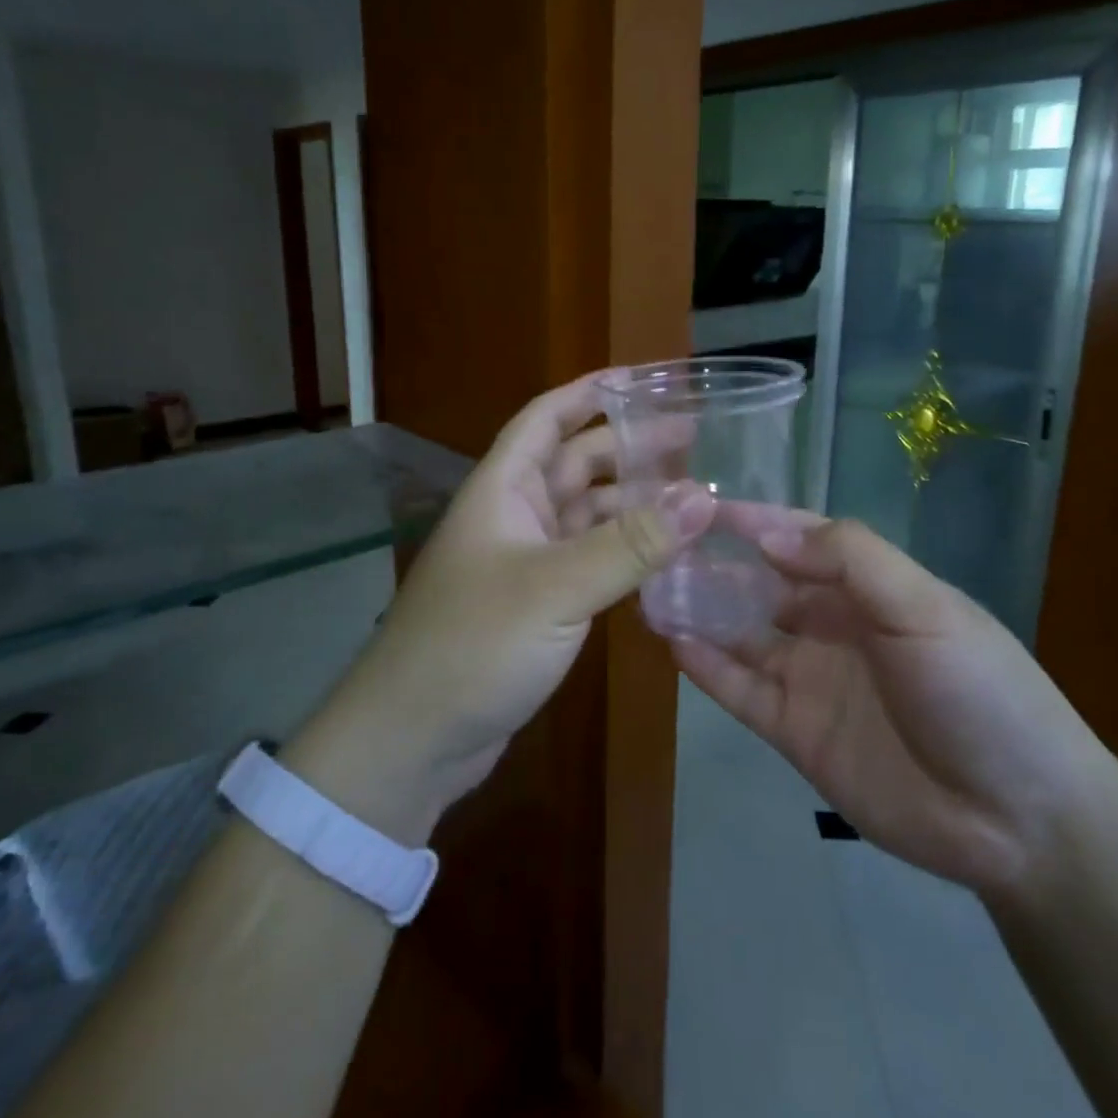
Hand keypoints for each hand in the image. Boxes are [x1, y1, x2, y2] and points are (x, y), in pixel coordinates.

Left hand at [283, 373, 712, 842]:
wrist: (413, 739)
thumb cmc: (474, 644)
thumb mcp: (557, 587)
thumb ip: (631, 542)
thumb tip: (704, 495)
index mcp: (503, 489)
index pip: (547, 417)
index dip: (592, 391)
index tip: (646, 378)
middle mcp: (514, 515)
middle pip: (575, 462)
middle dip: (629, 446)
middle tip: (694, 439)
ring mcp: (525, 561)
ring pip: (586, 513)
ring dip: (632, 501)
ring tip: (693, 494)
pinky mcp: (538, 604)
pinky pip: (589, 558)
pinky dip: (624, 550)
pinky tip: (665, 553)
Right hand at [671, 508, 1114, 896]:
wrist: (1019, 819)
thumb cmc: (979, 691)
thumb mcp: (924, 608)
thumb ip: (850, 560)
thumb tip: (768, 533)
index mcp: (870, 589)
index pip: (801, 540)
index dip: (754, 521)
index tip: (700, 504)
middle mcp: (835, 627)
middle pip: (762, 585)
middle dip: (715, 565)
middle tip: (657, 546)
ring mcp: (812, 680)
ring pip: (742, 635)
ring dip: (701, 612)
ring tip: (650, 589)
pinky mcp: (795, 732)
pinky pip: (741, 691)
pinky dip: (707, 667)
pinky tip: (673, 642)